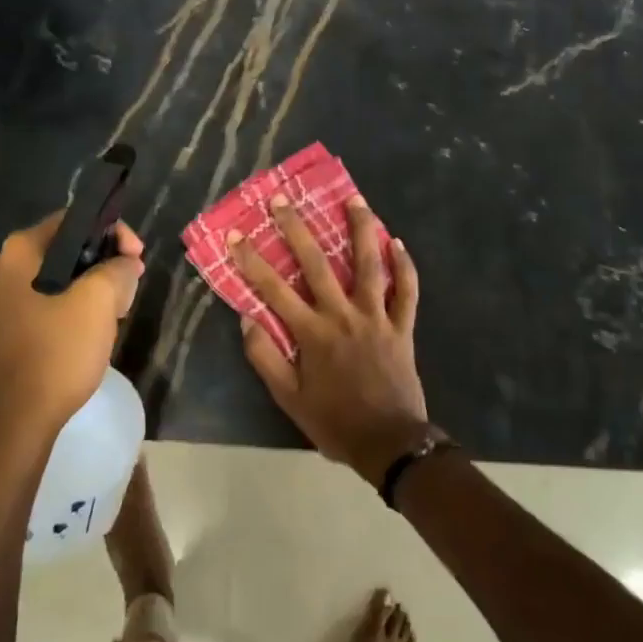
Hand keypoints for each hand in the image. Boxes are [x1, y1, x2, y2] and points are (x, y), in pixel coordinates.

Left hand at [0, 212, 143, 434]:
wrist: (19, 419)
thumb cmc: (58, 351)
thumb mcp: (100, 301)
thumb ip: (119, 268)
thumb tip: (126, 262)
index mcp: (20, 250)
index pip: (75, 220)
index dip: (113, 233)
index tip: (137, 259)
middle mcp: (5, 266)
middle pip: (69, 248)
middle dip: (105, 264)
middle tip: (129, 287)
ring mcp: (3, 298)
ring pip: (62, 277)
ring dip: (94, 288)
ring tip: (116, 312)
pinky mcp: (9, 326)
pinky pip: (50, 301)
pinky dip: (75, 307)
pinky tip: (93, 330)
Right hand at [230, 194, 428, 485]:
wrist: (390, 443)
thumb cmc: (334, 421)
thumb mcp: (289, 399)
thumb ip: (266, 358)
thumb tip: (247, 319)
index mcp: (312, 332)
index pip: (273, 288)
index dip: (251, 260)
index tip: (235, 234)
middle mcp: (343, 314)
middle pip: (317, 263)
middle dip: (297, 228)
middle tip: (283, 199)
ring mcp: (376, 317)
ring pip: (369, 264)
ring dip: (361, 229)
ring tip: (355, 199)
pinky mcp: (402, 326)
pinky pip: (407, 290)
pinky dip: (404, 266)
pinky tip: (398, 243)